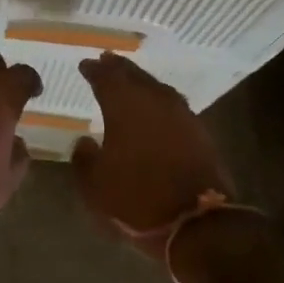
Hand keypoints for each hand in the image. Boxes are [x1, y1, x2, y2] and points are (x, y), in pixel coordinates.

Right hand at [72, 53, 230, 259]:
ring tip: (130, 81)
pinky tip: (155, 107)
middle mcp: (155, 103)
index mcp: (125, 108)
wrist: (197, 221)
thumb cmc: (137, 201)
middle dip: (119, 68)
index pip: (107, 78)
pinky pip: (174, 105)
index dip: (95, 70)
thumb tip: (84, 142)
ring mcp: (182, 116)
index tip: (85, 65)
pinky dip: (160, 100)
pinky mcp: (199, 132)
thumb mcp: (95, 187)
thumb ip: (84, 160)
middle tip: (107, 61)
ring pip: (157, 88)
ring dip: (141, 81)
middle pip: (135, 77)